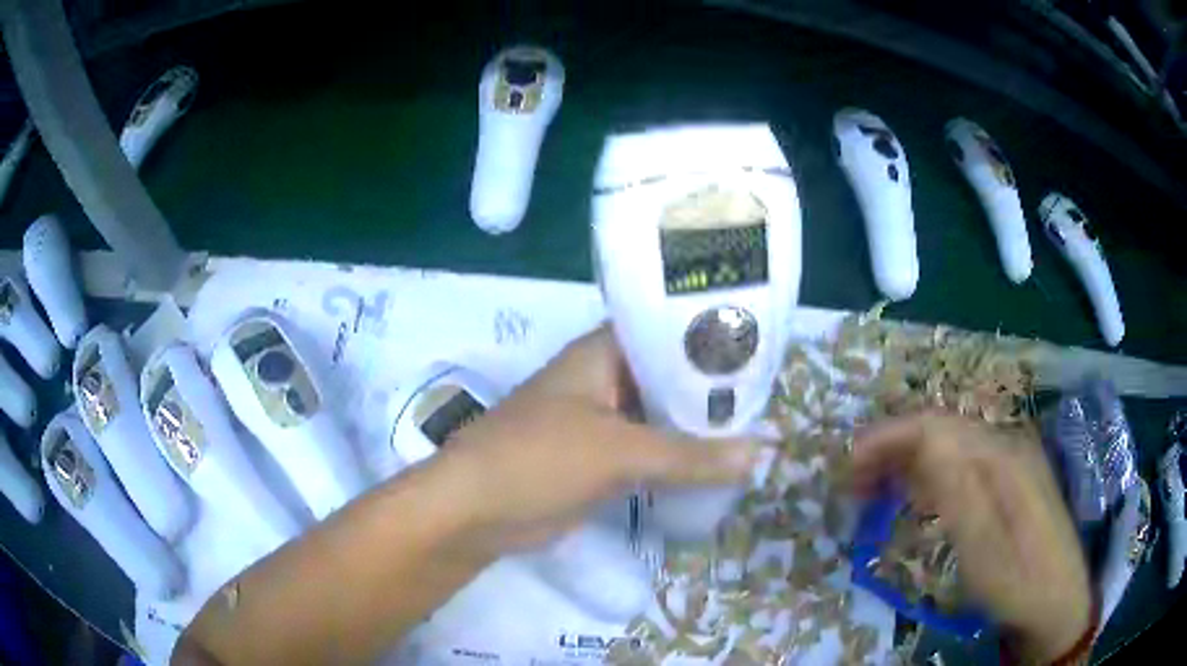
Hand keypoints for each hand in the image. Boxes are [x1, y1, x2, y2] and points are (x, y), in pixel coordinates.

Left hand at [428, 326, 758, 555]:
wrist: (474, 512)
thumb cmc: (538, 459)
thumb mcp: (619, 452)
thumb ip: (691, 455)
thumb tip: (762, 453)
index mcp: (602, 353)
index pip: (667, 332)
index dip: (711, 339)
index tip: (760, 351)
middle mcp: (604, 380)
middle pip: (669, 378)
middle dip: (712, 392)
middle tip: (771, 398)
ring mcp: (601, 423)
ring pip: (661, 418)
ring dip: (697, 429)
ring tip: (757, 431)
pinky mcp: (599, 461)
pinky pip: (649, 452)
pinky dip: (678, 460)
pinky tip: (719, 466)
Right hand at [852, 412, 1091, 661]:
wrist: (1056, 603)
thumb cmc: (1017, 580)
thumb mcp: (981, 544)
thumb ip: (954, 488)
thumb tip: (920, 440)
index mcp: (1001, 455)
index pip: (935, 425)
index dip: (887, 436)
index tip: (847, 463)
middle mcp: (1006, 446)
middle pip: (941, 430)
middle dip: (892, 448)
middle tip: (851, 481)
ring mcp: (1009, 463)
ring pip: (949, 448)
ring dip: (907, 463)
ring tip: (871, 490)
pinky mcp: (1008, 484)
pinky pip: (961, 468)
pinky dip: (928, 478)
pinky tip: (913, 498)